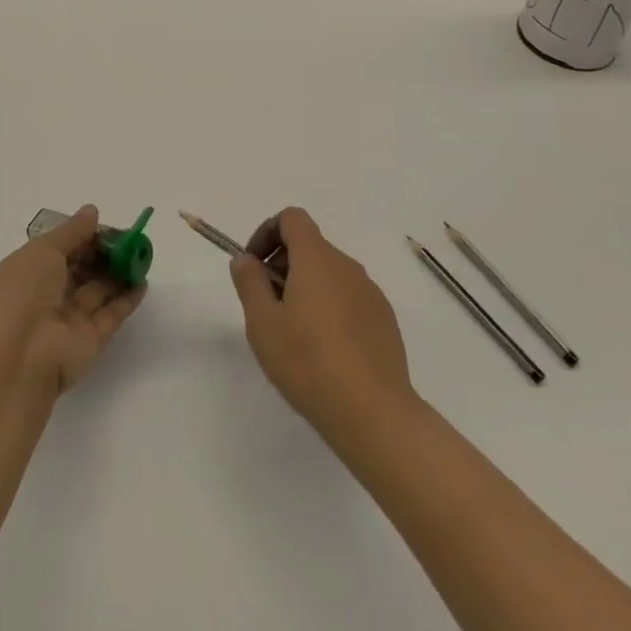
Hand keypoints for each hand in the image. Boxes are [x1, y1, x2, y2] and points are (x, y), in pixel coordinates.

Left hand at [0, 205, 145, 395]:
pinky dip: (127, 299)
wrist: (18, 359)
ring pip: (97, 291)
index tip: (108, 226)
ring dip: (119, 273)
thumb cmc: (22, 294)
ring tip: (143, 255)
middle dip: (104, 254)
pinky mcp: (89, 341)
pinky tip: (143, 282)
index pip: (59, 250)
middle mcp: (46, 297)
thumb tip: (92, 211)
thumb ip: (71, 232)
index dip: (83, 237)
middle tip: (132, 239)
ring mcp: (67, 321)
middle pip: (80, 270)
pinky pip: (110, 315)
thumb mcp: (43, 251)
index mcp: (27, 273)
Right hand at [229, 207, 414, 437]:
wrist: (373, 411)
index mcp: (316, 259)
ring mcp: (370, 292)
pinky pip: (349, 297)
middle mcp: (347, 266)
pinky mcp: (384, 318)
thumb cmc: (308, 362)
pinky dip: (331, 307)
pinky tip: (325, 350)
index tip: (254, 267)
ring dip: (306, 288)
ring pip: (330, 274)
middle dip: (283, 265)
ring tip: (294, 334)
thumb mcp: (262, 324)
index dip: (267, 233)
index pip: (292, 219)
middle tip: (267, 308)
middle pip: (310, 246)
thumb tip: (246, 259)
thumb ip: (250, 283)